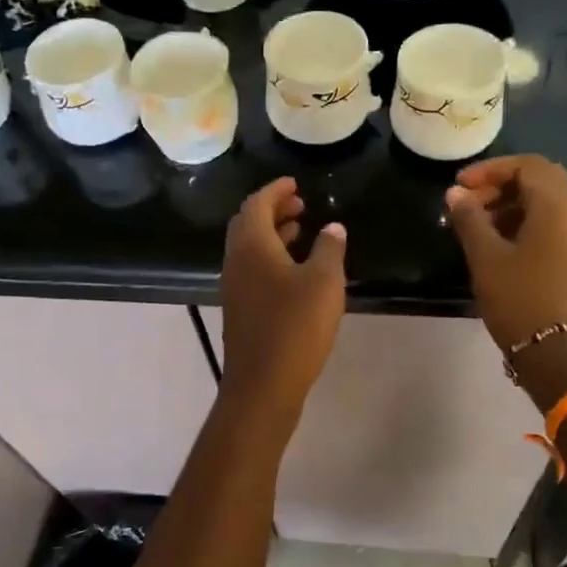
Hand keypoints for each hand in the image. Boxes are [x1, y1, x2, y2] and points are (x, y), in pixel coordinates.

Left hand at [220, 178, 346, 413]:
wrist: (263, 384)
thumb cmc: (295, 326)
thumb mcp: (324, 282)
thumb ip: (329, 249)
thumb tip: (332, 228)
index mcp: (251, 246)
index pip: (257, 204)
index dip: (276, 190)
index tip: (295, 183)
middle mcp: (236, 261)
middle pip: (248, 223)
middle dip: (273, 209)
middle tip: (300, 204)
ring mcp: (234, 287)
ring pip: (250, 248)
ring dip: (273, 233)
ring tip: (301, 230)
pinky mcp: (240, 309)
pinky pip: (252, 268)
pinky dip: (271, 256)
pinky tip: (294, 270)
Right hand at [445, 156, 566, 405]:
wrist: (557, 353)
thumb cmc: (519, 299)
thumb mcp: (485, 257)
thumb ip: (469, 219)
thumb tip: (455, 194)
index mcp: (556, 207)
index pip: (528, 165)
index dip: (491, 169)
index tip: (460, 186)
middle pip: (541, 178)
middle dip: (502, 183)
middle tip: (470, 202)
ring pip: (548, 200)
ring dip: (513, 202)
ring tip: (478, 224)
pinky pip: (554, 221)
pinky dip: (527, 219)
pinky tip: (501, 242)